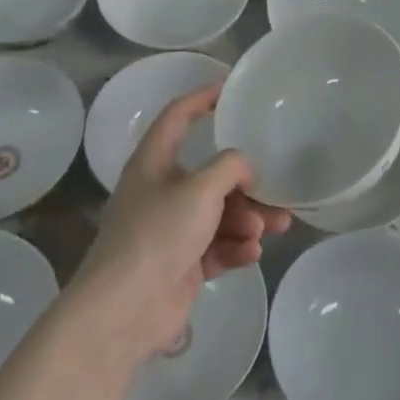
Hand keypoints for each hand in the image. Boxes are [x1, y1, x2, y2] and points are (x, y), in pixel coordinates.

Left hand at [68, 83, 290, 367]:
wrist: (125, 309)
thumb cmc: (159, 233)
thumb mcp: (201, 189)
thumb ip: (230, 167)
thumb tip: (245, 169)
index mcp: (154, 161)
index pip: (178, 116)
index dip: (202, 98)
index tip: (231, 90)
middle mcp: (161, 190)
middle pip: (210, 174)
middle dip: (245, 184)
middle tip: (274, 191)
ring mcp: (170, 230)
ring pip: (219, 213)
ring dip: (247, 219)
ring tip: (271, 228)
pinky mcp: (180, 264)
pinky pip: (216, 246)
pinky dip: (235, 247)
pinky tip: (252, 254)